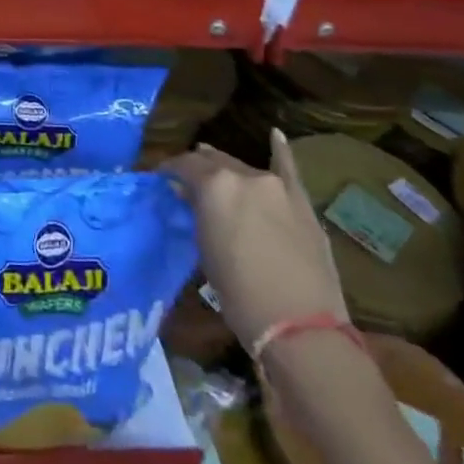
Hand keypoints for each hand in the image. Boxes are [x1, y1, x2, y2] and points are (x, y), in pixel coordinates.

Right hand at [166, 133, 347, 345]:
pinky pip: (289, 168)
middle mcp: (245, 176)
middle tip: (186, 183)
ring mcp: (278, 186)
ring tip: (216, 174)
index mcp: (215, 185)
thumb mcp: (205, 251)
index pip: (184, 165)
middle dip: (198, 170)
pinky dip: (280, 151)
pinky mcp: (303, 203)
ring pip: (245, 168)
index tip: (160, 179)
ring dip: (228, 171)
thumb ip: (197, 214)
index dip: (170, 170)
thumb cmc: (239, 294)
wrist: (301, 328)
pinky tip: (275, 135)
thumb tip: (187, 194)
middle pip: (215, 162)